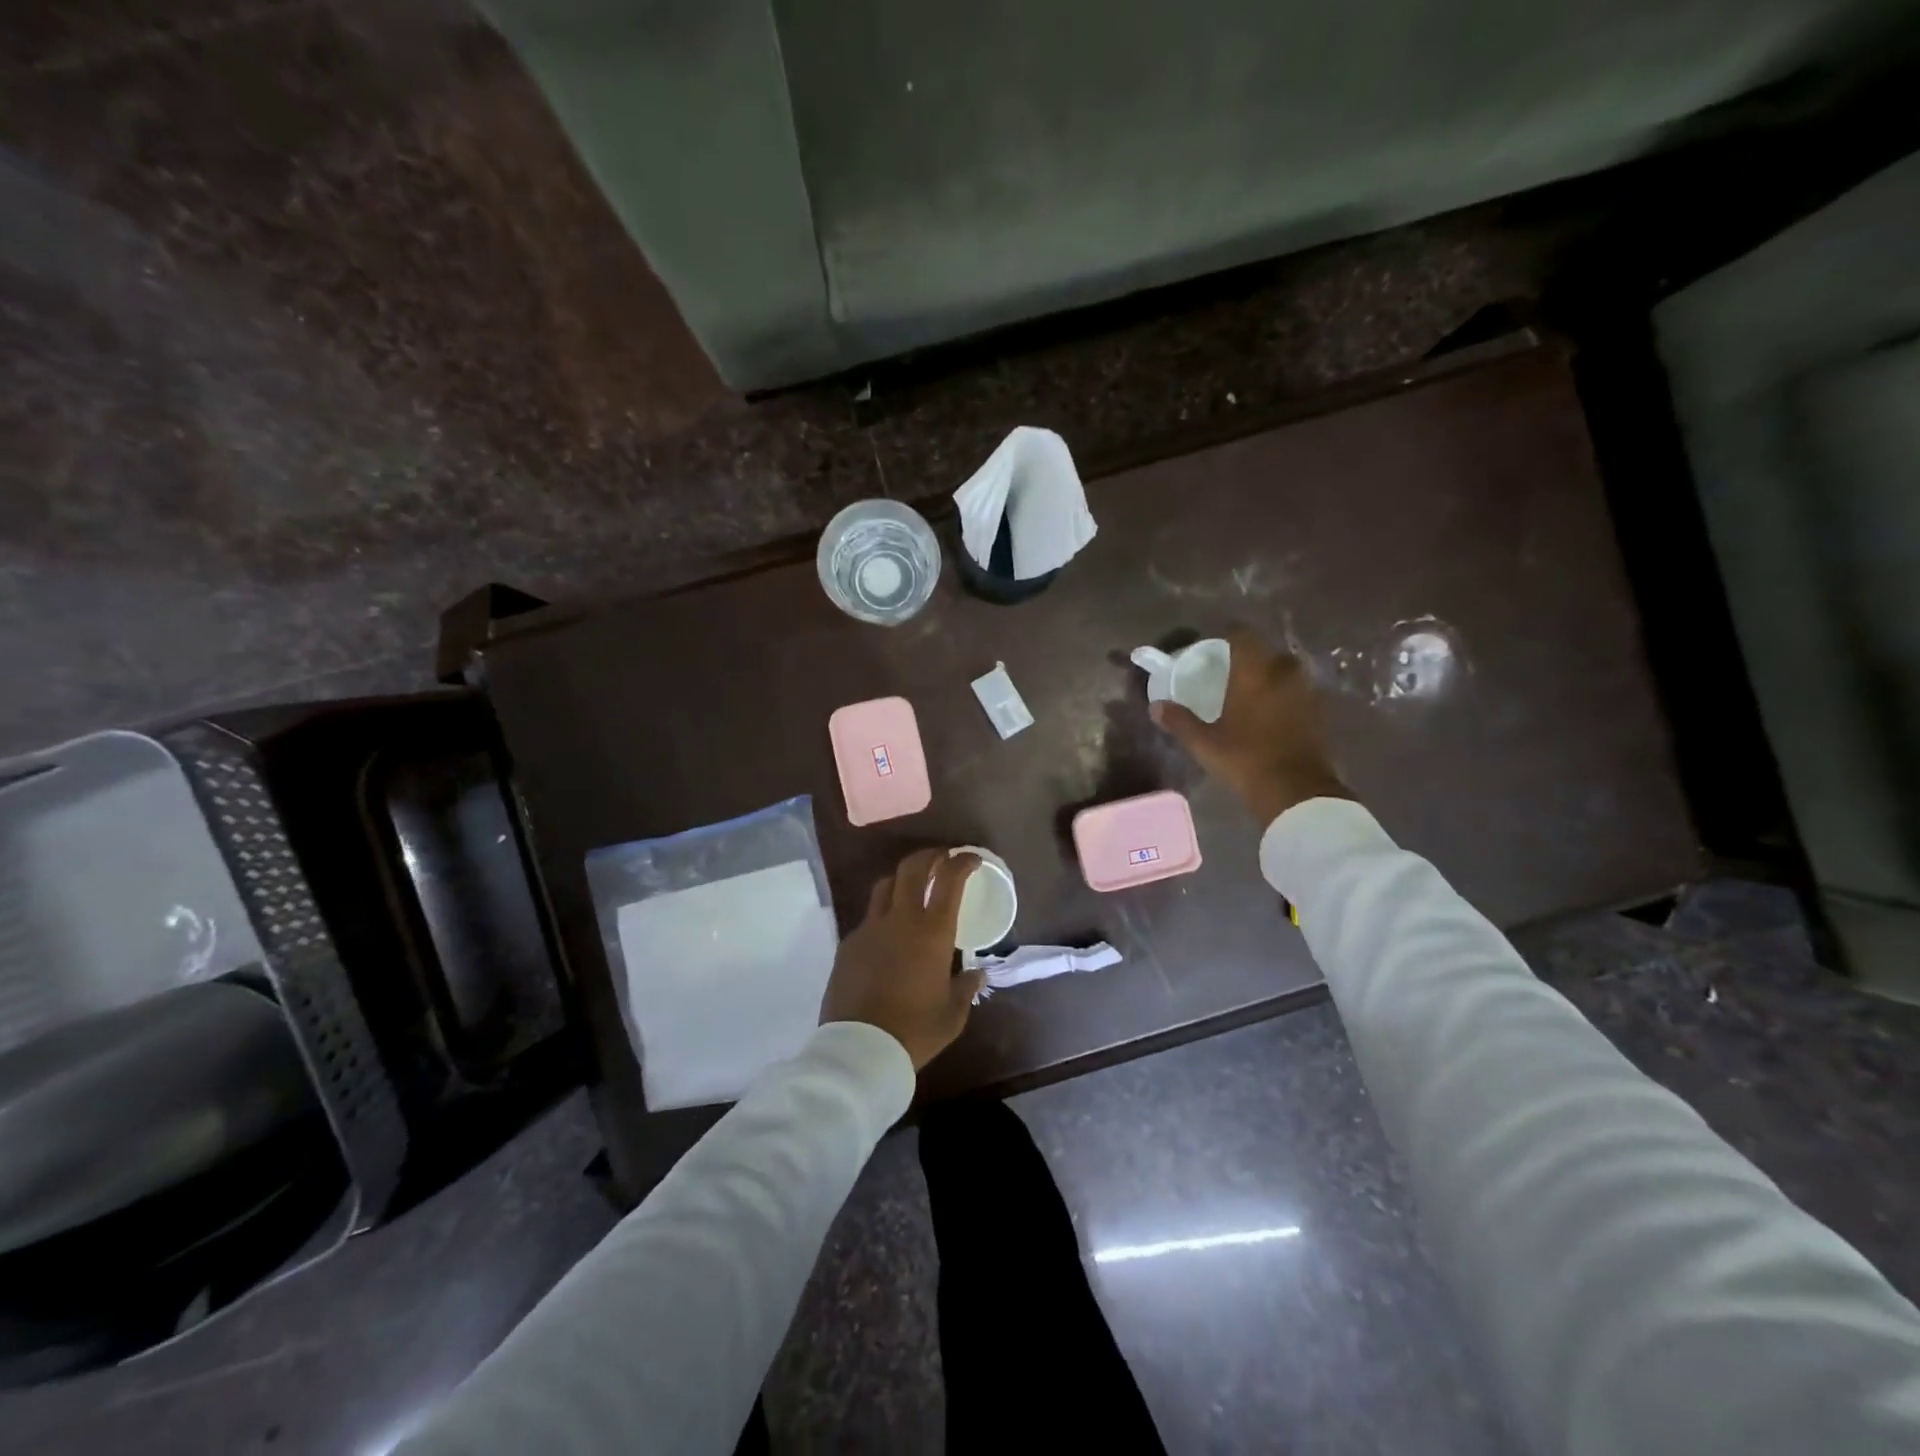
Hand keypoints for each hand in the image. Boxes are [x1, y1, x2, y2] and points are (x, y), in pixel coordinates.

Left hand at [820, 849, 985, 1070]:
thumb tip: (976, 974)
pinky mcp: (848, 944)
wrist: (859, 1050)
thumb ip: (966, 988)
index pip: (949, 880)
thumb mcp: (952, 1014)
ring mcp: (869, 929)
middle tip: (942, 859)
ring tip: (912, 888)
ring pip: (885, 886)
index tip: (971, 859)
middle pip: (912, 868)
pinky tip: (888, 935)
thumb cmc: (915, 1031)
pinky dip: (883, 915)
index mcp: (932, 932)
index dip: (962, 862)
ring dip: (902, 879)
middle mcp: (900, 920)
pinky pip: (868, 918)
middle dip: (930, 856)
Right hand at [1151, 628, 1352, 825]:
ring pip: (1287, 673)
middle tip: (1232, 673)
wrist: (1297, 792)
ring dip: (1271, 678)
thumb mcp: (1204, 743)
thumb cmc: (1245, 759)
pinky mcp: (1320, 714)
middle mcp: (1284, 674)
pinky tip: (1271, 715)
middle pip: (1268, 653)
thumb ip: (1180, 721)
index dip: (1228, 636)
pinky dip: (1286, 698)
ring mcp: (1306, 694)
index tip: (1213, 646)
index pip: (1243, 636)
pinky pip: (1299, 694)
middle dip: (1252, 658)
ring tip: (1252, 694)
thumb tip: (1156, 706)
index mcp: (1255, 673)